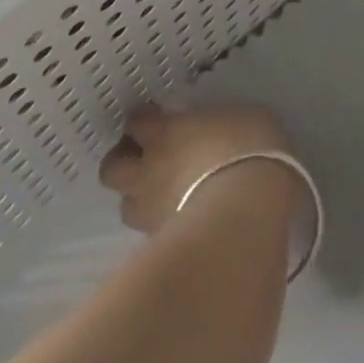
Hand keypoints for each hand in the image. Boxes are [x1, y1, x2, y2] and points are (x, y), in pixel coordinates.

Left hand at [97, 103, 292, 234]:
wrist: (247, 212)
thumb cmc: (251, 151)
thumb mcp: (249, 118)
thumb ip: (226, 124)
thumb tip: (226, 129)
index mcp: (167, 131)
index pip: (136, 121)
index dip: (144, 121)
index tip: (159, 120)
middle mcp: (150, 169)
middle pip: (112, 167)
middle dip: (124, 163)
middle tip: (147, 161)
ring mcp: (152, 210)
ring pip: (126, 205)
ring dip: (139, 199)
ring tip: (161, 198)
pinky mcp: (164, 244)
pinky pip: (151, 233)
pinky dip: (160, 227)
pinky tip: (182, 223)